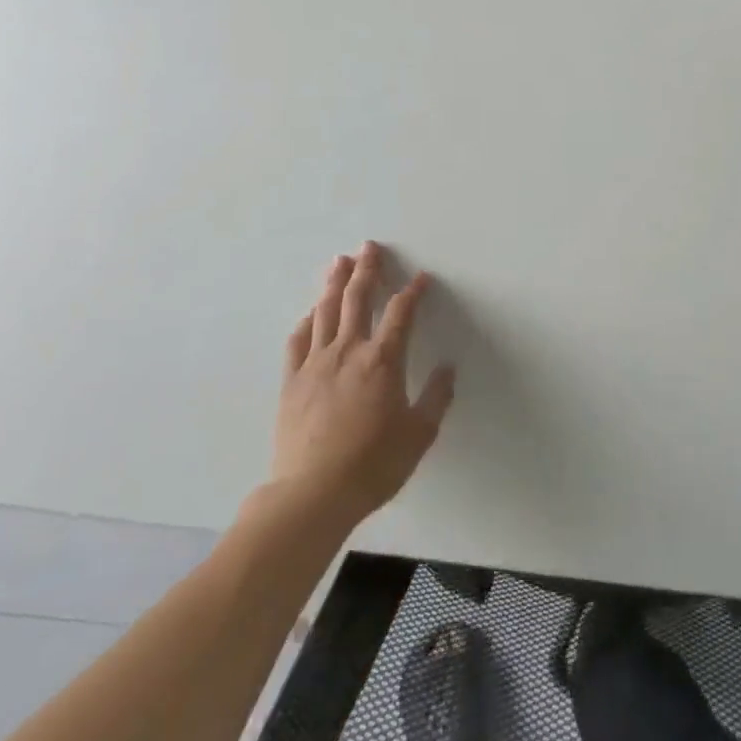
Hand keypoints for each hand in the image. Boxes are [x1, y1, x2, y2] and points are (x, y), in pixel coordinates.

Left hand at [271, 243, 456, 526]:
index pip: (401, 313)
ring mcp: (316, 363)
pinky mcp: (292, 381)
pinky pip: (298, 341)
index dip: (413, 291)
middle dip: (367, 270)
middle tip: (369, 247)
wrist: (313, 494)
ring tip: (339, 262)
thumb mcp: (419, 435)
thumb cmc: (373, 465)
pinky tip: (309, 314)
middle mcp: (349, 351)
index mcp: (383, 360)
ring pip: (325, 312)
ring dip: (334, 283)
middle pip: (357, 298)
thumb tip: (448, 369)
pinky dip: (306, 322)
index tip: (421, 278)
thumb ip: (436, 398)